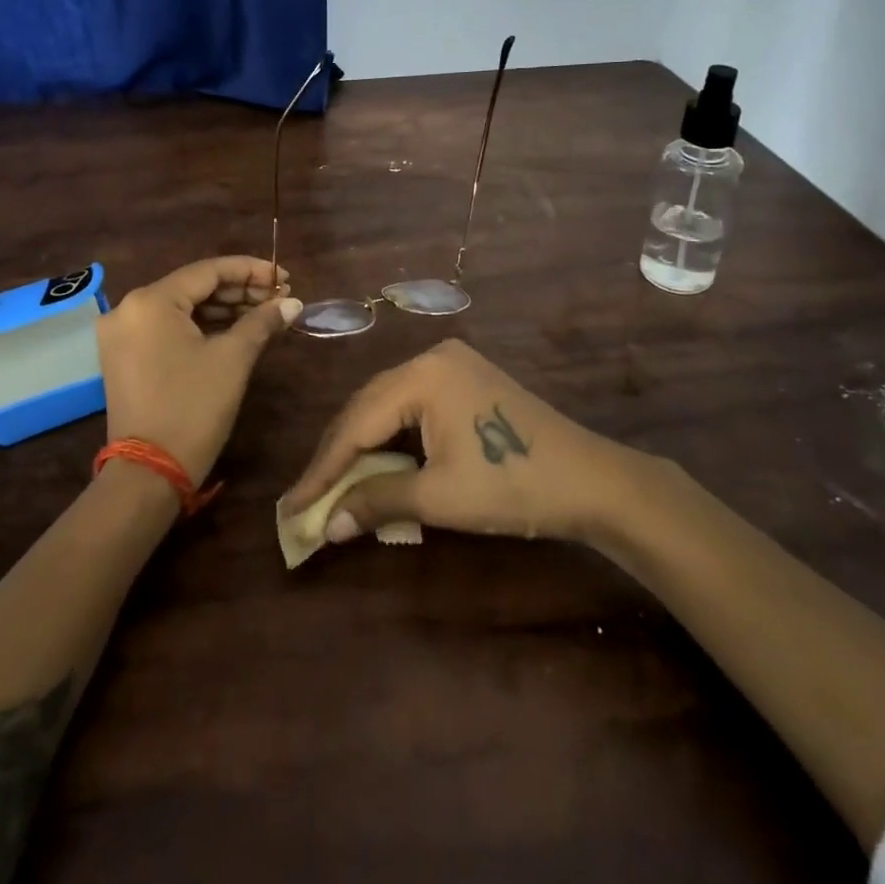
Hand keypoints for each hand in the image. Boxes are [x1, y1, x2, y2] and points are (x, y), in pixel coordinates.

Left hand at [97, 257, 302, 484]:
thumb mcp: (233, 359)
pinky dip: (201, 327)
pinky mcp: (124, 356)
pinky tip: (236, 329)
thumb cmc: (193, 407)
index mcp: (151, 300)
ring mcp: (122, 334)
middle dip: (239, 290)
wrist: (149, 473)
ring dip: (223, 309)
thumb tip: (291, 302)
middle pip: (193, 287)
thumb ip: (261, 321)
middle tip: (279, 296)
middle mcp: (129, 308)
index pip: (208, 270)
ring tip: (264, 312)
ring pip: (181, 308)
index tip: (283, 276)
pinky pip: (168, 328)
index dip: (250, 270)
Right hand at [280, 339, 636, 545]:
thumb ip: (377, 501)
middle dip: (338, 455)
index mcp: (422, 374)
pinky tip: (377, 462)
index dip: (322, 468)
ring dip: (362, 445)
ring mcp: (451, 364)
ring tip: (335, 484)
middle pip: (368, 406)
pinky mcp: (465, 379)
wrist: (592, 480)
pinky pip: (412, 405)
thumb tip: (325, 526)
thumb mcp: (439, 497)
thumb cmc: (512, 485)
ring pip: (388, 405)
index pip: (356, 422)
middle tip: (309, 497)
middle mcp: (431, 357)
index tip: (291, 505)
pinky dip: (391, 436)